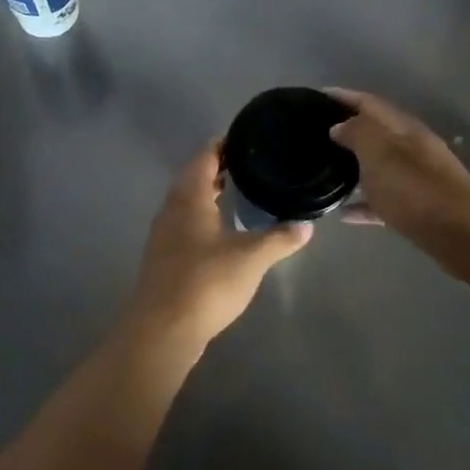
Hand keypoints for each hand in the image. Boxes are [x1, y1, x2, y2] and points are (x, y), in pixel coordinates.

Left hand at [125, 141, 312, 346]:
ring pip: (186, 202)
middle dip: (216, 168)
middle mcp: (171, 209)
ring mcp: (163, 235)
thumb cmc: (206, 282)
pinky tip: (219, 231)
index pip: (204, 157)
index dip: (222, 145)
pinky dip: (201, 217)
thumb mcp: (251, 258)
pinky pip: (183, 224)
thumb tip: (307, 225)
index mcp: (190, 198)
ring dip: (207, 194)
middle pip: (192, 178)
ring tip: (236, 192)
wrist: (162, 330)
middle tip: (246, 164)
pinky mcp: (163, 259)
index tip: (244, 139)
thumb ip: (280, 239)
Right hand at [327, 88, 469, 262]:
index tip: (317, 96)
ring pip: (380, 165)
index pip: (369, 103)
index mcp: (404, 128)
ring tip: (326, 169)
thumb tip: (340, 125)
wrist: (463, 236)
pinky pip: (385, 199)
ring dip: (355, 165)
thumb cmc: (415, 190)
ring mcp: (418, 178)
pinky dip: (365, 202)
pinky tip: (344, 214)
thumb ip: (357, 133)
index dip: (343, 96)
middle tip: (317, 133)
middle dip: (348, 129)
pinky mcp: (420, 208)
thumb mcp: (379, 154)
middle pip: (376, 132)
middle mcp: (413, 147)